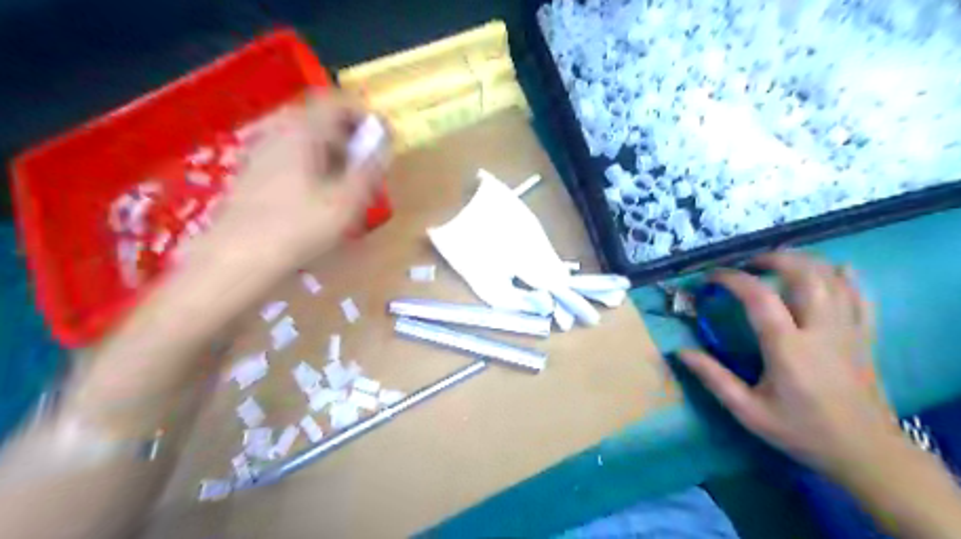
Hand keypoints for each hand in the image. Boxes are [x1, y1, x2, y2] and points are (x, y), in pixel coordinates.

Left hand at [192, 91, 387, 272]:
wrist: (236, 260)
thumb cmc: (298, 228)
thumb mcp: (346, 201)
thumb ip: (370, 167)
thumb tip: (385, 142)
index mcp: (301, 130)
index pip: (338, 102)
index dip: (366, 116)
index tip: (384, 139)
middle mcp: (278, 131)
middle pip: (321, 119)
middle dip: (351, 137)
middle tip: (369, 164)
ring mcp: (261, 151)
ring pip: (307, 139)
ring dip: (334, 153)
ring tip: (350, 183)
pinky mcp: (254, 173)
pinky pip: (292, 155)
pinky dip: (315, 165)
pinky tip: (321, 196)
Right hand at [679, 251, 896, 477]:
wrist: (867, 454)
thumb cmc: (802, 431)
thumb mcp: (748, 411)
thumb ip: (714, 378)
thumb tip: (680, 352)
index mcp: (787, 348)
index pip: (759, 297)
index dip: (732, 279)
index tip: (711, 277)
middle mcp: (820, 331)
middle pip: (804, 275)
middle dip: (774, 259)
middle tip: (749, 263)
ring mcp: (848, 331)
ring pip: (833, 279)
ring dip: (804, 262)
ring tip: (779, 262)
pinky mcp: (865, 337)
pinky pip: (861, 296)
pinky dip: (846, 277)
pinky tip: (834, 269)